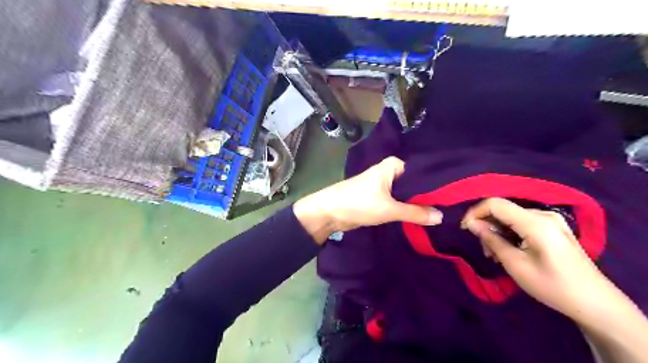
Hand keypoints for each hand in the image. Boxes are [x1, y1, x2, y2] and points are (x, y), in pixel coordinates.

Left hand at [296, 158, 442, 244]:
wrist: (330, 213)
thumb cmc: (359, 203)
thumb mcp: (389, 209)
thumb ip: (415, 212)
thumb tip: (442, 216)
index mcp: (393, 165)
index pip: (422, 173)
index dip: (437, 185)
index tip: (455, 197)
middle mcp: (390, 172)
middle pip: (415, 184)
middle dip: (428, 196)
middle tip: (451, 208)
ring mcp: (384, 185)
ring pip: (406, 194)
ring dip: (417, 204)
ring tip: (441, 214)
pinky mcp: (379, 197)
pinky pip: (398, 202)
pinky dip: (406, 208)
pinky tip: (422, 217)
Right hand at [460, 198, 613, 316]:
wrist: (596, 304)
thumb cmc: (552, 286)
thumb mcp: (515, 265)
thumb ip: (492, 240)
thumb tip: (471, 224)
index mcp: (535, 222)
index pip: (495, 204)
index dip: (475, 212)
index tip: (465, 229)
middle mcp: (543, 215)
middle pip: (503, 210)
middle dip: (487, 226)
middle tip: (484, 250)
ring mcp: (551, 220)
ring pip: (511, 217)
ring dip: (498, 232)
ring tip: (495, 254)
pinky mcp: (554, 228)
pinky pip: (523, 223)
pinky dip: (510, 233)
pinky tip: (509, 250)